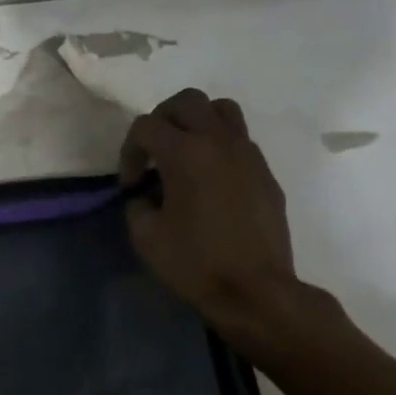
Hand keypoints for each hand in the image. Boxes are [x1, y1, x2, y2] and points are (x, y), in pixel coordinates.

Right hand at [120, 89, 331, 357]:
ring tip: (186, 150)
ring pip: (221, 109)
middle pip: (186, 101)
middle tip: (154, 150)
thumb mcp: (146, 236)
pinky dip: (220, 145)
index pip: (146, 126)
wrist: (258, 293)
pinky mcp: (266, 172)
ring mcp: (247, 154)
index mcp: (184, 152)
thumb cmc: (197, 263)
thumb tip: (146, 194)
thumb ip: (137, 204)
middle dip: (162, 119)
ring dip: (197, 121)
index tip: (131, 184)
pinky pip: (240, 139)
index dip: (129, 151)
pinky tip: (211, 178)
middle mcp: (218, 142)